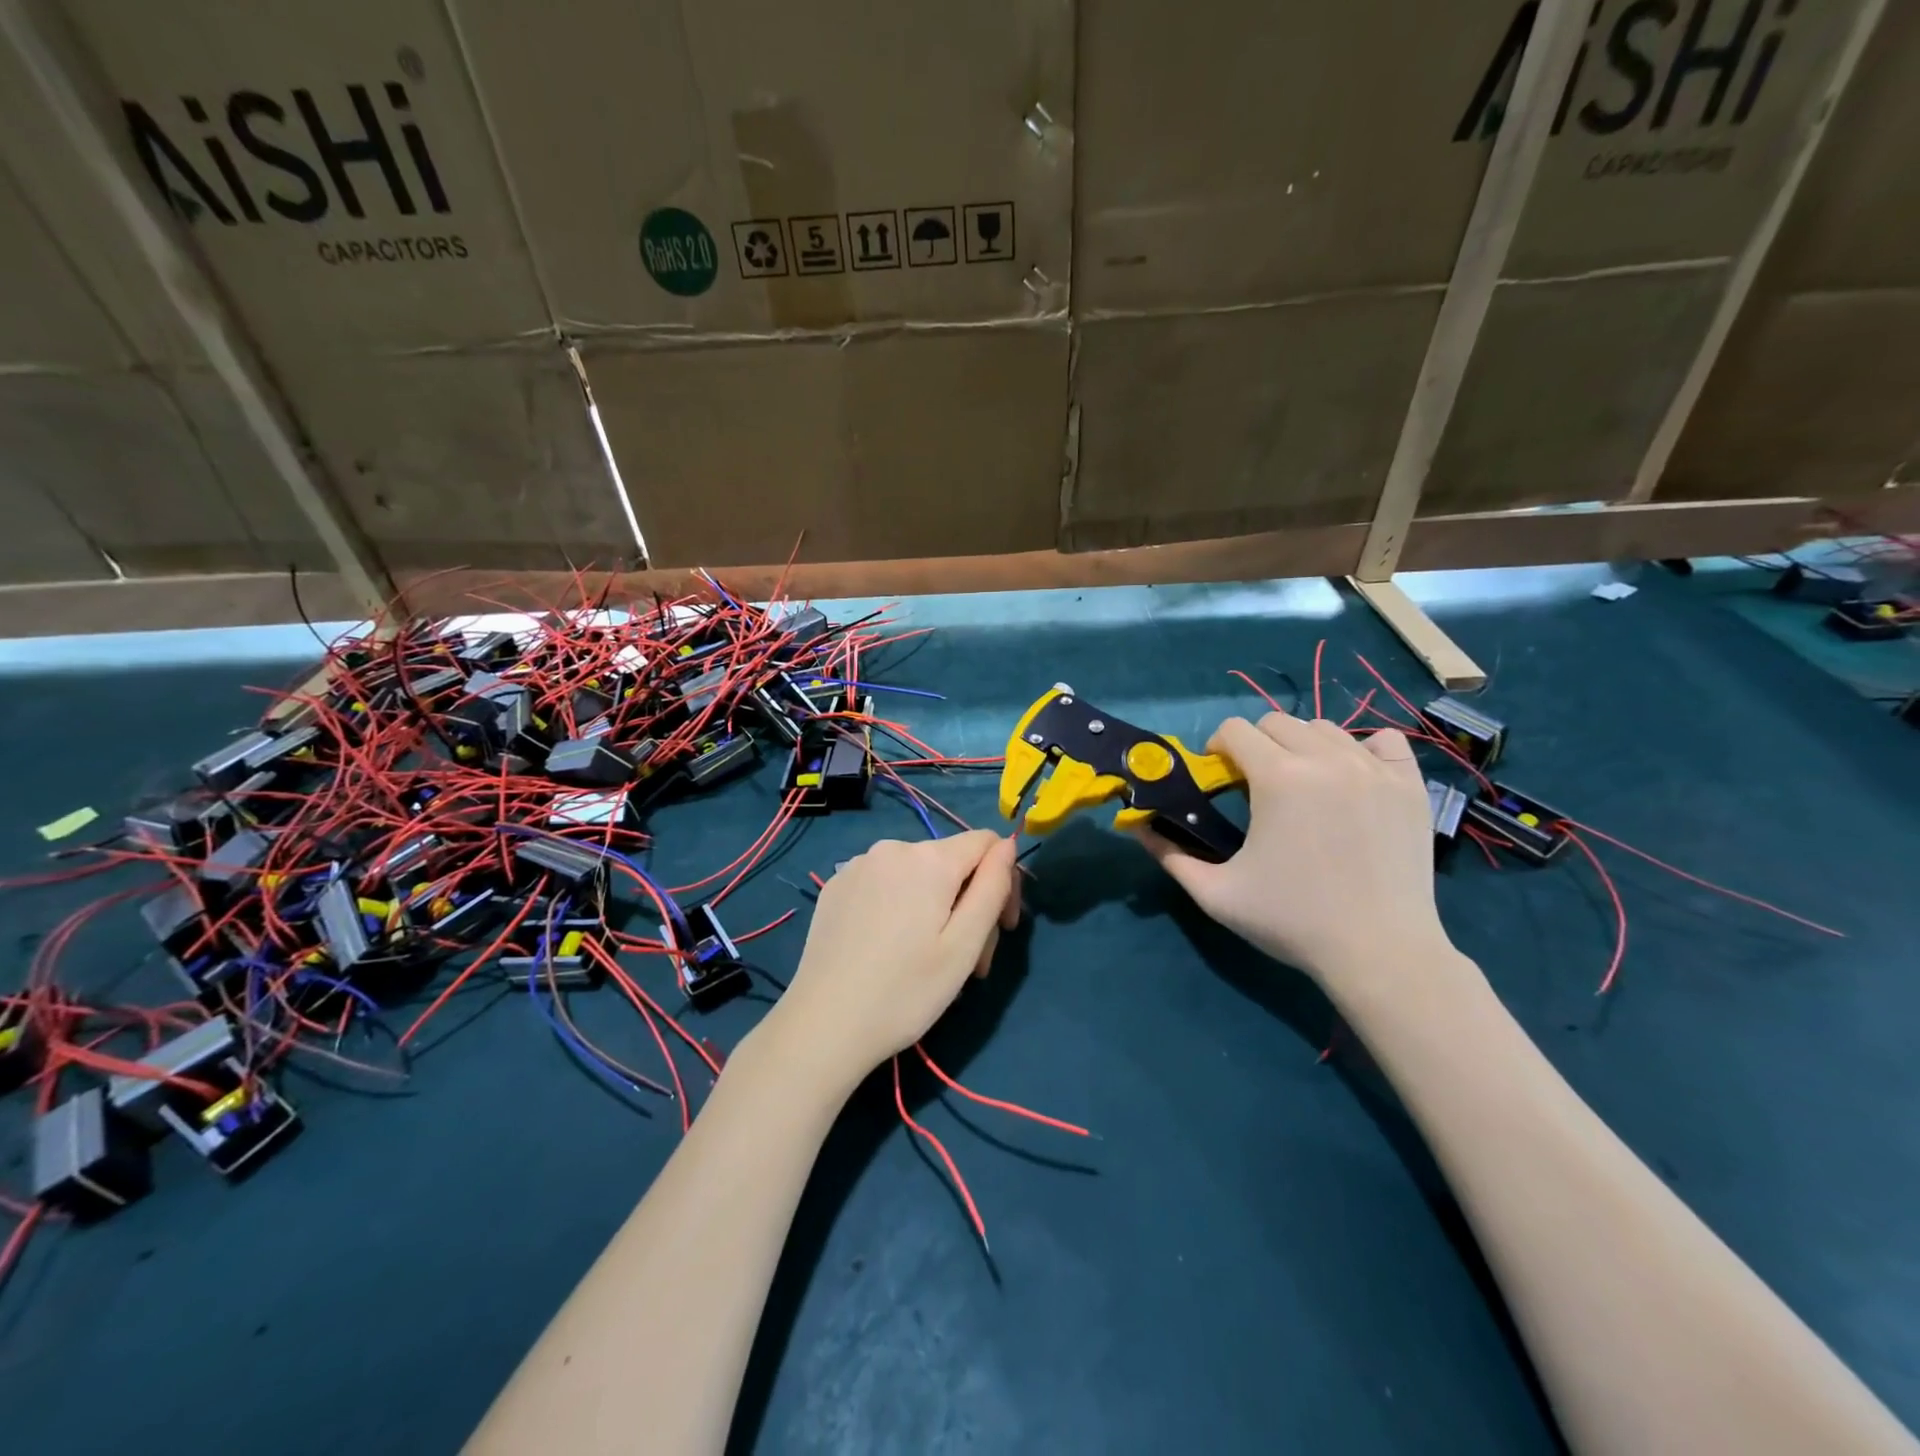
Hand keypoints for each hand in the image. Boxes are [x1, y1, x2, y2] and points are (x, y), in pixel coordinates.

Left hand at [765, 830, 1019, 1093]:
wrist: (823, 1026)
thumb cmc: (905, 991)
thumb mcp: (964, 945)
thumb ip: (992, 886)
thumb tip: (1007, 844)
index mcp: (929, 858)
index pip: (987, 842)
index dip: (1006, 879)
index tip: (1003, 928)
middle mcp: (892, 848)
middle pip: (952, 862)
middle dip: (970, 903)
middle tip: (969, 963)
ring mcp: (858, 865)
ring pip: (919, 875)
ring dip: (937, 908)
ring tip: (930, 961)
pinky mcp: (836, 886)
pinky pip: (886, 883)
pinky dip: (901, 907)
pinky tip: (890, 950)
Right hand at [1140, 713, 1454, 1005]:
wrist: (1381, 952)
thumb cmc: (1292, 921)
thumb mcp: (1216, 893)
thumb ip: (1169, 854)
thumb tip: (1136, 827)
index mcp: (1278, 777)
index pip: (1235, 729)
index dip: (1218, 748)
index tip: (1220, 777)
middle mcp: (1326, 759)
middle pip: (1277, 722)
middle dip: (1257, 745)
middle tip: (1256, 786)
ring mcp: (1374, 769)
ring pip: (1325, 729)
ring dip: (1302, 747)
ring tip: (1303, 786)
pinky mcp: (1410, 785)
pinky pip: (1382, 741)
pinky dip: (1361, 750)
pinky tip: (1351, 779)